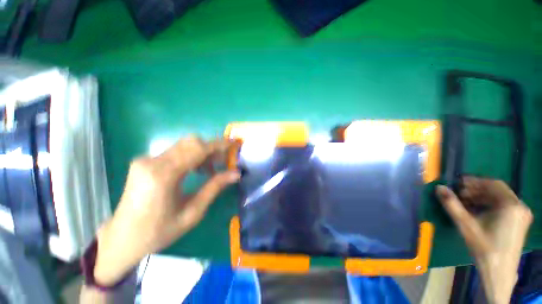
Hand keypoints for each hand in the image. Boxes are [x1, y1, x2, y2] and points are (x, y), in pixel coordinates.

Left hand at [93, 137, 239, 285]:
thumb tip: (236, 173)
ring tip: (210, 170)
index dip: (219, 144)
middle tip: (222, 162)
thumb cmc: (159, 232)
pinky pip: (175, 151)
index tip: (234, 143)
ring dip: (202, 152)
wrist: (123, 239)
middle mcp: (152, 162)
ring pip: (183, 145)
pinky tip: (195, 170)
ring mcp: (146, 160)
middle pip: (191, 142)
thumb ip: (215, 187)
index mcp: (163, 176)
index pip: (198, 149)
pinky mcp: (145, 161)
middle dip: (212, 148)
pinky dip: (191, 156)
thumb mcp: (193, 212)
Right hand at [436, 177, 532, 303]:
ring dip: (482, 197)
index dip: (474, 181)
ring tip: (466, 202)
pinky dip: (490, 205)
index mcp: (511, 205)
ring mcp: (521, 214)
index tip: (458, 183)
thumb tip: (439, 187)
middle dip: (477, 190)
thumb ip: (452, 204)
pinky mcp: (520, 221)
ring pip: (500, 198)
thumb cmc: (484, 248)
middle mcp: (520, 206)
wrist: (499, 272)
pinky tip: (478, 211)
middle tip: (460, 194)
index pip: (493, 184)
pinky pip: (504, 206)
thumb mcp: (466, 225)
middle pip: (497, 190)